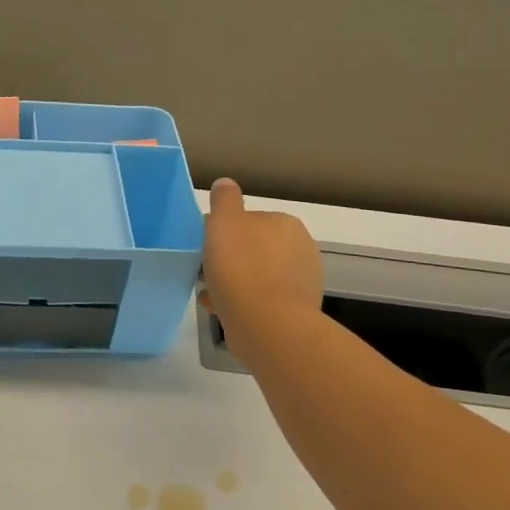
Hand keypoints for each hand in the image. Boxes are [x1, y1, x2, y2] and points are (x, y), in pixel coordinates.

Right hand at [202, 178, 323, 359]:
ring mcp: (303, 282)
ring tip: (210, 293)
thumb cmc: (241, 267)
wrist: (267, 326)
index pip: (250, 220)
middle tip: (206, 270)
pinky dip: (243, 302)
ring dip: (236, 282)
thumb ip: (225, 199)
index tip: (207, 246)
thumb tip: (226, 184)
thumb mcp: (224, 222)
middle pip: (255, 248)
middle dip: (232, 258)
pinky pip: (263, 300)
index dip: (225, 231)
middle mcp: (301, 249)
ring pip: (258, 276)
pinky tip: (221, 309)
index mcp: (286, 224)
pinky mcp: (298, 312)